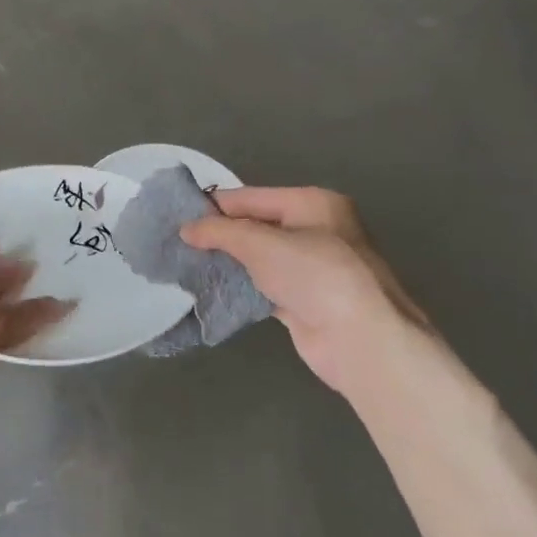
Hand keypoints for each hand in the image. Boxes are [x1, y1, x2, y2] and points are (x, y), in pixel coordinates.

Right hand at [179, 187, 431, 393]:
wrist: (360, 339)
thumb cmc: (315, 276)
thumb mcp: (261, 244)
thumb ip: (221, 232)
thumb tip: (186, 229)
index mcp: (313, 204)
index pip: (252, 197)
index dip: (215, 206)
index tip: (176, 216)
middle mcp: (315, 231)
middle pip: (256, 226)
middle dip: (220, 235)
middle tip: (178, 243)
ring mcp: (311, 269)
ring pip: (259, 258)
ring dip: (228, 262)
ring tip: (187, 265)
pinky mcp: (304, 301)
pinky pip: (264, 286)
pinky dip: (241, 287)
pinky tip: (213, 290)